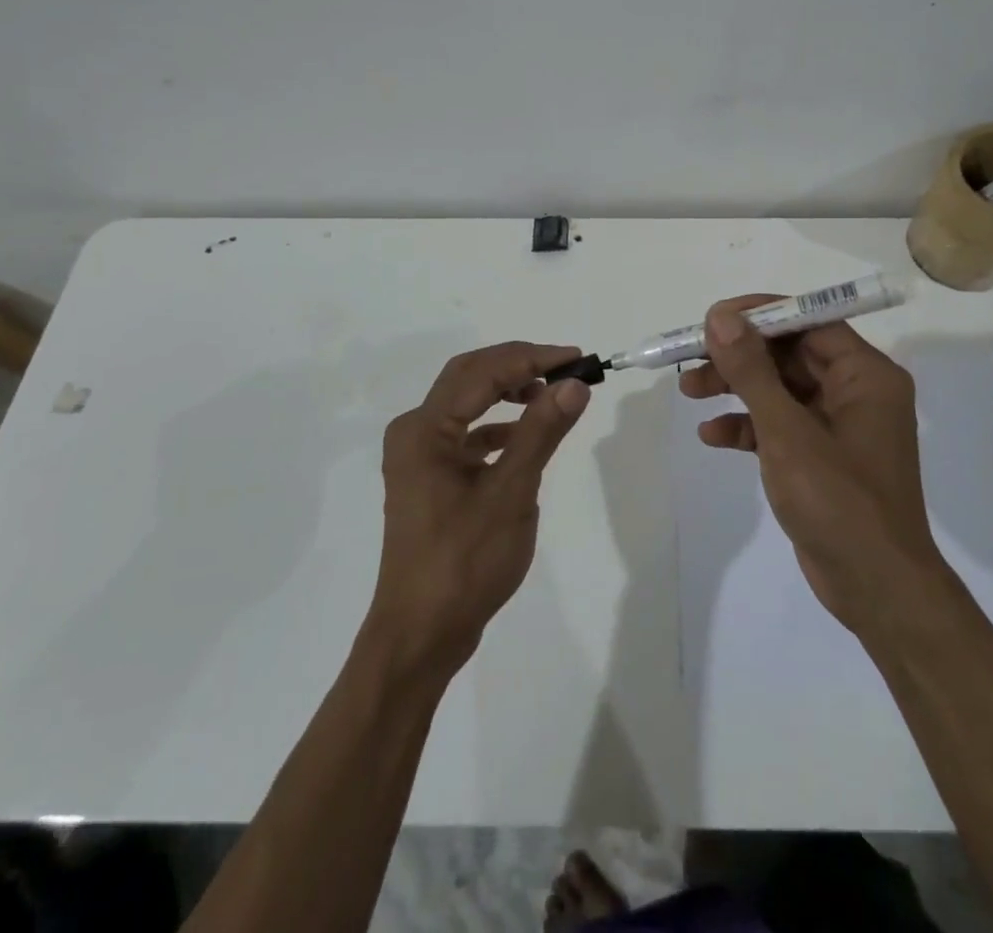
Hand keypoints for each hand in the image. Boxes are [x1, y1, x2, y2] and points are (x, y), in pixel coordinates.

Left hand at [366, 343, 591, 679]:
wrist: (421, 634)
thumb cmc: (465, 562)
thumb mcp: (511, 493)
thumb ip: (541, 431)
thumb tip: (574, 384)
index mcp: (425, 429)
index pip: (483, 372)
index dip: (532, 358)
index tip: (577, 358)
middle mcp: (414, 432)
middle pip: (469, 377)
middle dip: (518, 365)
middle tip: (566, 367)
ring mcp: (418, 456)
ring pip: (467, 403)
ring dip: (508, 392)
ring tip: (551, 394)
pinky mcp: (429, 477)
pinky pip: (465, 434)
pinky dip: (497, 426)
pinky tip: (525, 436)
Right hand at [681, 297, 940, 640]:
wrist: (876, 590)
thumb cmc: (839, 501)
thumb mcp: (787, 431)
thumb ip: (752, 372)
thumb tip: (721, 318)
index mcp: (865, 375)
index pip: (809, 321)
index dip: (758, 315)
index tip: (712, 319)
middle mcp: (856, 392)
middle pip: (789, 354)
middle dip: (738, 356)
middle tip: (690, 358)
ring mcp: (838, 426)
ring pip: (779, 389)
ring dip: (735, 388)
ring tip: (688, 391)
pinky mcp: (820, 457)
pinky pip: (779, 425)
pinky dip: (746, 426)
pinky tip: (712, 435)